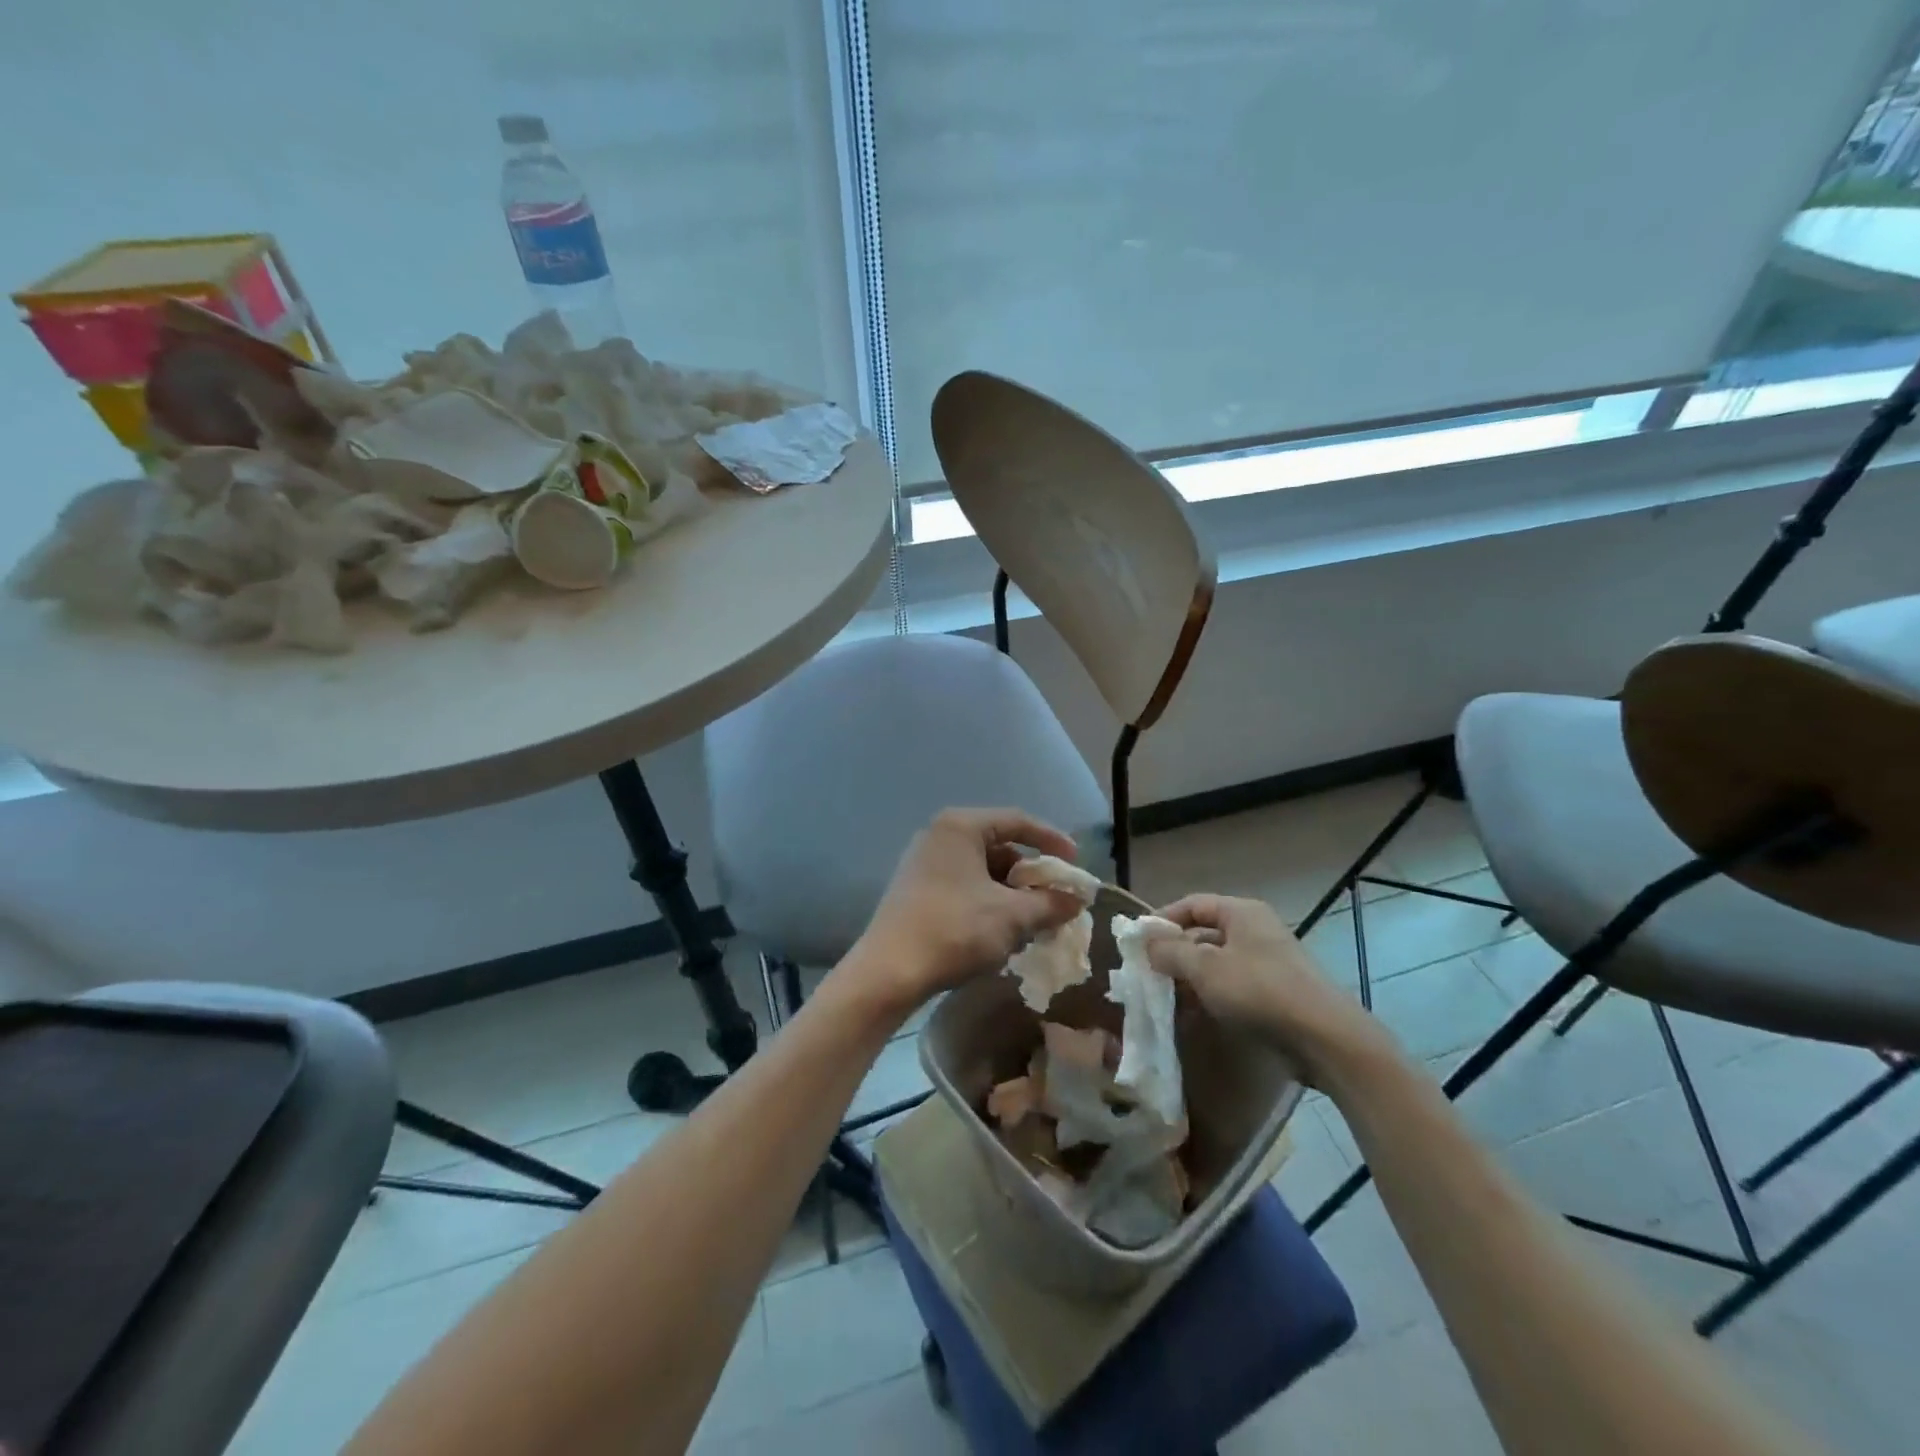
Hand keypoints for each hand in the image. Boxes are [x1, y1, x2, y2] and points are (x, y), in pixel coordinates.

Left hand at [847, 808, 1086, 1016]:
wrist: (889, 972)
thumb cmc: (955, 930)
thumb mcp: (1012, 917)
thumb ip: (1049, 903)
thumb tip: (1076, 900)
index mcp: (961, 827)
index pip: (1017, 821)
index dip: (1052, 840)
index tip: (1075, 862)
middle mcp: (939, 835)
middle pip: (999, 845)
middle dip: (1031, 873)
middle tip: (1055, 898)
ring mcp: (923, 862)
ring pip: (981, 868)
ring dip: (1011, 891)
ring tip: (1033, 919)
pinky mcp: (915, 888)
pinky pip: (963, 884)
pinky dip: (988, 900)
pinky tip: (1001, 928)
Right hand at [1147, 894, 1398, 1086]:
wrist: (1326, 1039)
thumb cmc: (1259, 992)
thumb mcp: (1204, 968)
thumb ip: (1170, 951)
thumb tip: (1146, 941)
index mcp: (1241, 913)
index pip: (1192, 904)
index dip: (1162, 919)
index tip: (1138, 942)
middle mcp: (1257, 930)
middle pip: (1205, 934)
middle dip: (1175, 953)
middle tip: (1148, 974)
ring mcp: (1270, 962)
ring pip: (1218, 963)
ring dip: (1191, 979)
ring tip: (1166, 1000)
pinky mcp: (1278, 993)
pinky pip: (1235, 987)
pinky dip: (1213, 996)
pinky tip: (1196, 1016)